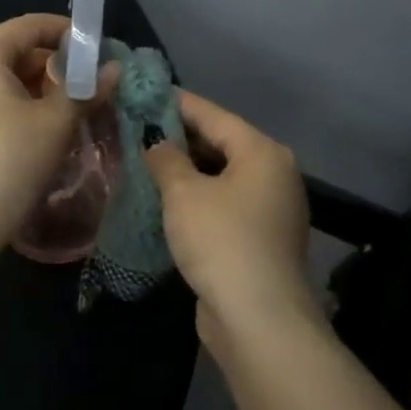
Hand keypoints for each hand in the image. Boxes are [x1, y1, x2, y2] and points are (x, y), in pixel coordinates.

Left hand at [0, 14, 110, 247]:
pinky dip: (4, 112)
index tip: (91, 47)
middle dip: (47, 68)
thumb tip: (112, 71)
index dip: (62, 30)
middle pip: (6, 55)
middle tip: (81, 90)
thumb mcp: (56, 124)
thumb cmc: (9, 162)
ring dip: (27, 93)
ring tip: (59, 117)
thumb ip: (84, 91)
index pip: (25, 26)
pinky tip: (25, 139)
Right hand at [144, 90, 320, 356]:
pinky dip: (197, 198)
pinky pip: (223, 204)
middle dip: (179, 137)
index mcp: (262, 153)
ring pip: (221, 176)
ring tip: (144, 162)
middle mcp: (273, 174)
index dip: (177, 103)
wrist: (257, 317)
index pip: (213, 115)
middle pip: (220, 144)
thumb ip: (166, 159)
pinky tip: (165, 201)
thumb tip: (156, 144)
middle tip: (137, 128)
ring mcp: (270, 209)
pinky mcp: (259, 238)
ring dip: (186, 171)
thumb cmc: (220, 240)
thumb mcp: (184, 193)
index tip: (144, 93)